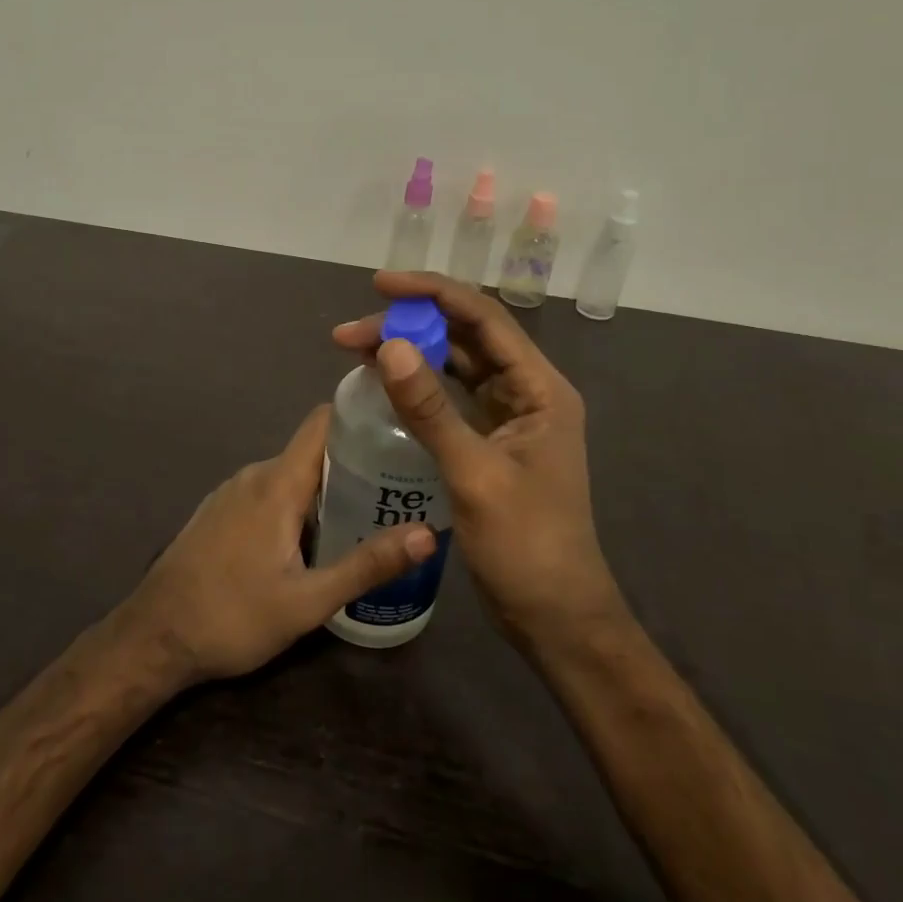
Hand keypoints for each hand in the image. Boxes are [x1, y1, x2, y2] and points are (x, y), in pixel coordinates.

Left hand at [116, 405, 436, 686]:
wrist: (152, 639)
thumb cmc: (231, 617)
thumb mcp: (307, 601)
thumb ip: (367, 565)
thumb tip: (427, 535)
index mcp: (278, 483)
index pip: (323, 422)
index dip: (360, 415)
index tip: (400, 424)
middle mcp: (254, 475)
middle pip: (313, 451)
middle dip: (355, 462)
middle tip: (399, 485)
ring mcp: (232, 493)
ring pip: (291, 475)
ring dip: (326, 487)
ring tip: (368, 513)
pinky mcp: (220, 513)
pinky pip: (269, 493)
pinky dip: (298, 503)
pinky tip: (315, 538)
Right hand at [333, 272, 624, 651]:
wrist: (553, 615)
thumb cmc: (525, 546)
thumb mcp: (474, 475)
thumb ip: (431, 410)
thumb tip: (390, 347)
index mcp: (540, 389)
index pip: (484, 318)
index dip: (432, 293)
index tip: (379, 286)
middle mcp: (527, 392)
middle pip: (466, 337)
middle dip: (410, 325)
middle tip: (349, 333)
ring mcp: (509, 417)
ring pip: (455, 365)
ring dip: (410, 353)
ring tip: (354, 349)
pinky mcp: (490, 442)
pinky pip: (450, 399)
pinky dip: (417, 386)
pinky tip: (383, 384)